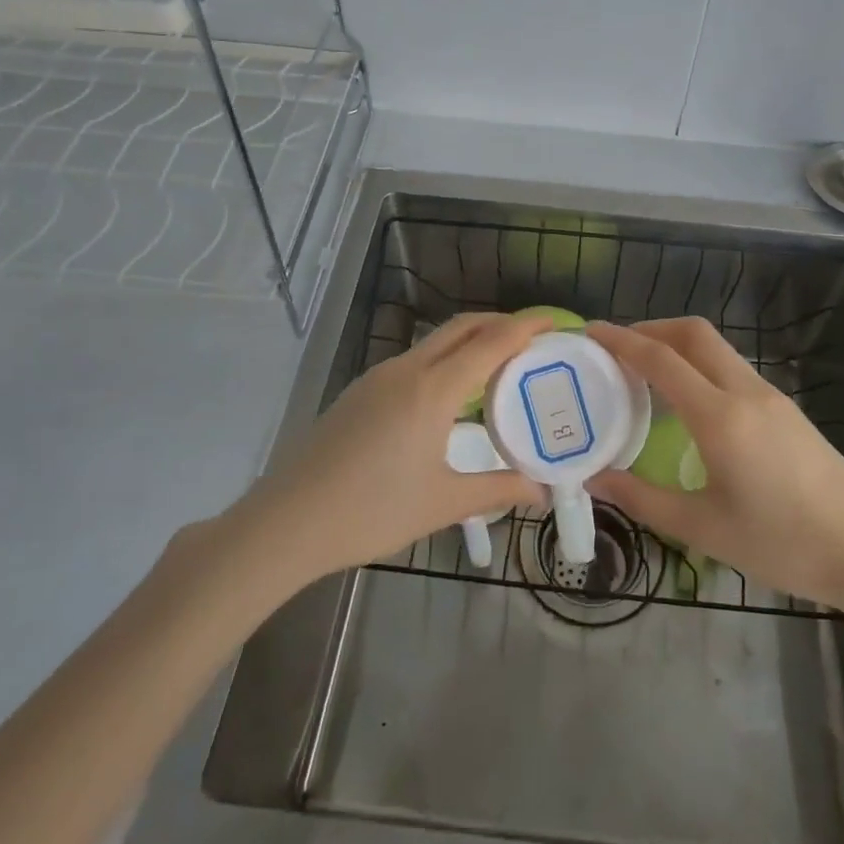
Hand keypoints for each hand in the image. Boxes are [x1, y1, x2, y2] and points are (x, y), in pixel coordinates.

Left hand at [233, 311, 548, 583]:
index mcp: (432, 390)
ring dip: (470, 341)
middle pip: (462, 328)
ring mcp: (379, 377)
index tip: (555, 321)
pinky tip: (451, 395)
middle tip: (533, 340)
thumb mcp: (443, 503)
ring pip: (435, 342)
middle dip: (500, 323)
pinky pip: (415, 361)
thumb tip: (541, 490)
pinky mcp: (361, 391)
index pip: (490, 342)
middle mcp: (407, 370)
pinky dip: (445, 360)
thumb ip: (497, 490)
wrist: (288, 521)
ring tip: (499, 367)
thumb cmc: (372, 511)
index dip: (525, 326)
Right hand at [585, 318, 843, 612]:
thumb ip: (642, 499)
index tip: (590, 331)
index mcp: (720, 416)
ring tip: (645, 374)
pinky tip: (689, 403)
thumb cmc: (783, 544)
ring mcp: (772, 398)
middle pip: (693, 333)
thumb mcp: (703, 529)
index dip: (621, 340)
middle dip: (650, 328)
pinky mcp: (787, 411)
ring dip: (677, 346)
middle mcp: (746, 392)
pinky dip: (699, 366)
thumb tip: (594, 478)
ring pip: (716, 348)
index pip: (661, 359)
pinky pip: (732, 369)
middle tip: (616, 349)